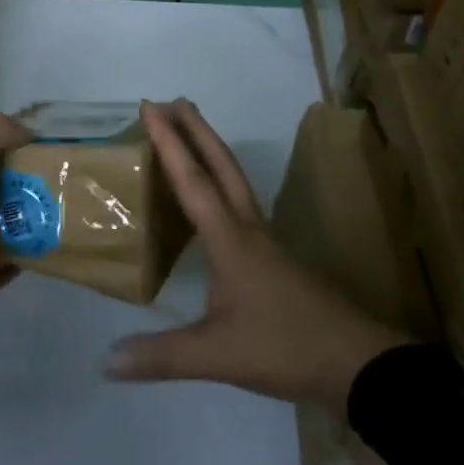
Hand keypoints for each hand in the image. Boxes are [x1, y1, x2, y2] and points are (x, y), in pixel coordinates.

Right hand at [106, 99, 408, 408]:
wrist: (358, 364)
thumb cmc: (284, 346)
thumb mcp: (217, 355)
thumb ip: (162, 356)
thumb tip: (106, 362)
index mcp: (229, 237)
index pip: (193, 180)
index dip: (169, 142)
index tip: (150, 106)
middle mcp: (247, 227)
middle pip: (221, 164)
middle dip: (196, 129)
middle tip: (173, 100)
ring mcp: (265, 240)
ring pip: (235, 179)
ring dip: (211, 149)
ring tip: (191, 132)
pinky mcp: (276, 257)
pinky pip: (240, 202)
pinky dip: (221, 181)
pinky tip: (216, 198)